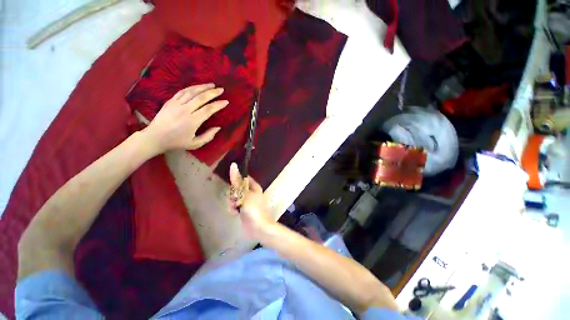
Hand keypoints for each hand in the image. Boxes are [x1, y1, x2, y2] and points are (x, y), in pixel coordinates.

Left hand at [142, 83, 227, 153]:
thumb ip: (208, 136)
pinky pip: (182, 91)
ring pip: (191, 92)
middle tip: (221, 90)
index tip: (226, 101)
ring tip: (212, 85)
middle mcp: (185, 110)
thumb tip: (218, 127)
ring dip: (203, 87)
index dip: (218, 105)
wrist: (155, 137)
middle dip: (212, 92)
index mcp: (192, 121)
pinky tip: (198, 87)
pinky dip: (191, 88)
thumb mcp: (195, 144)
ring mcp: (176, 104)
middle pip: (201, 98)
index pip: (208, 109)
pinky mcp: (170, 101)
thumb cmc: (177, 142)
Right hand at [228, 163, 274, 238]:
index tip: (231, 185)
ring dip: (232, 202)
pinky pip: (234, 205)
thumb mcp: (244, 193)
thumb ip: (237, 181)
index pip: (242, 178)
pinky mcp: (242, 209)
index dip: (236, 181)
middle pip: (236, 188)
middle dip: (233, 194)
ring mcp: (246, 201)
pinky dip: (233, 208)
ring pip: (234, 197)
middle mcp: (250, 192)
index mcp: (254, 186)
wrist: (258, 227)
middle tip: (235, 199)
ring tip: (236, 207)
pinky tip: (235, 213)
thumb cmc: (253, 208)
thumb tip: (233, 164)